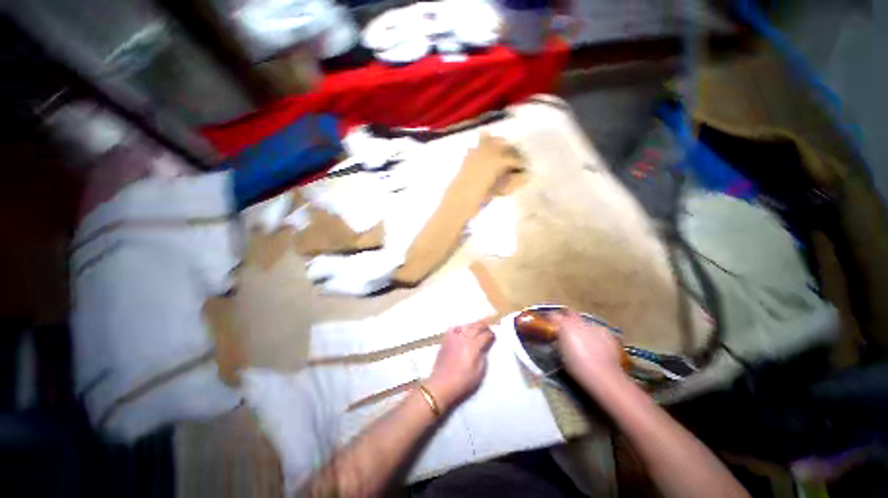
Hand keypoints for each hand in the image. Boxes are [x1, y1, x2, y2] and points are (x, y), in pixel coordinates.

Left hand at [426, 321, 494, 411]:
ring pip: (466, 325)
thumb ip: (482, 357)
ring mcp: (454, 337)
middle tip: (488, 328)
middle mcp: (464, 338)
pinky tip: (462, 331)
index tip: (493, 336)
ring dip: (473, 326)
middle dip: (483, 325)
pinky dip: (460, 328)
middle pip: (475, 326)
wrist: (441, 384)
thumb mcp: (478, 373)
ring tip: (476, 329)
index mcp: (473, 346)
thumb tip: (483, 348)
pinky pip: (455, 329)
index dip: (490, 334)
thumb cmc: (462, 381)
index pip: (485, 335)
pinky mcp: (446, 339)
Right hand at [552, 312, 624, 388]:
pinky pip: (597, 330)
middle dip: (568, 319)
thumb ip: (558, 341)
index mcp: (565, 326)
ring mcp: (595, 326)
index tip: (550, 325)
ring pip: (585, 322)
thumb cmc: (577, 367)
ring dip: (581, 327)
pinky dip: (594, 334)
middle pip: (571, 314)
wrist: (603, 376)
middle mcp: (579, 322)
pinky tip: (596, 344)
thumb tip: (557, 338)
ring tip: (582, 339)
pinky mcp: (607, 334)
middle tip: (565, 330)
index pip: (554, 315)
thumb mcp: (561, 354)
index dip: (551, 319)